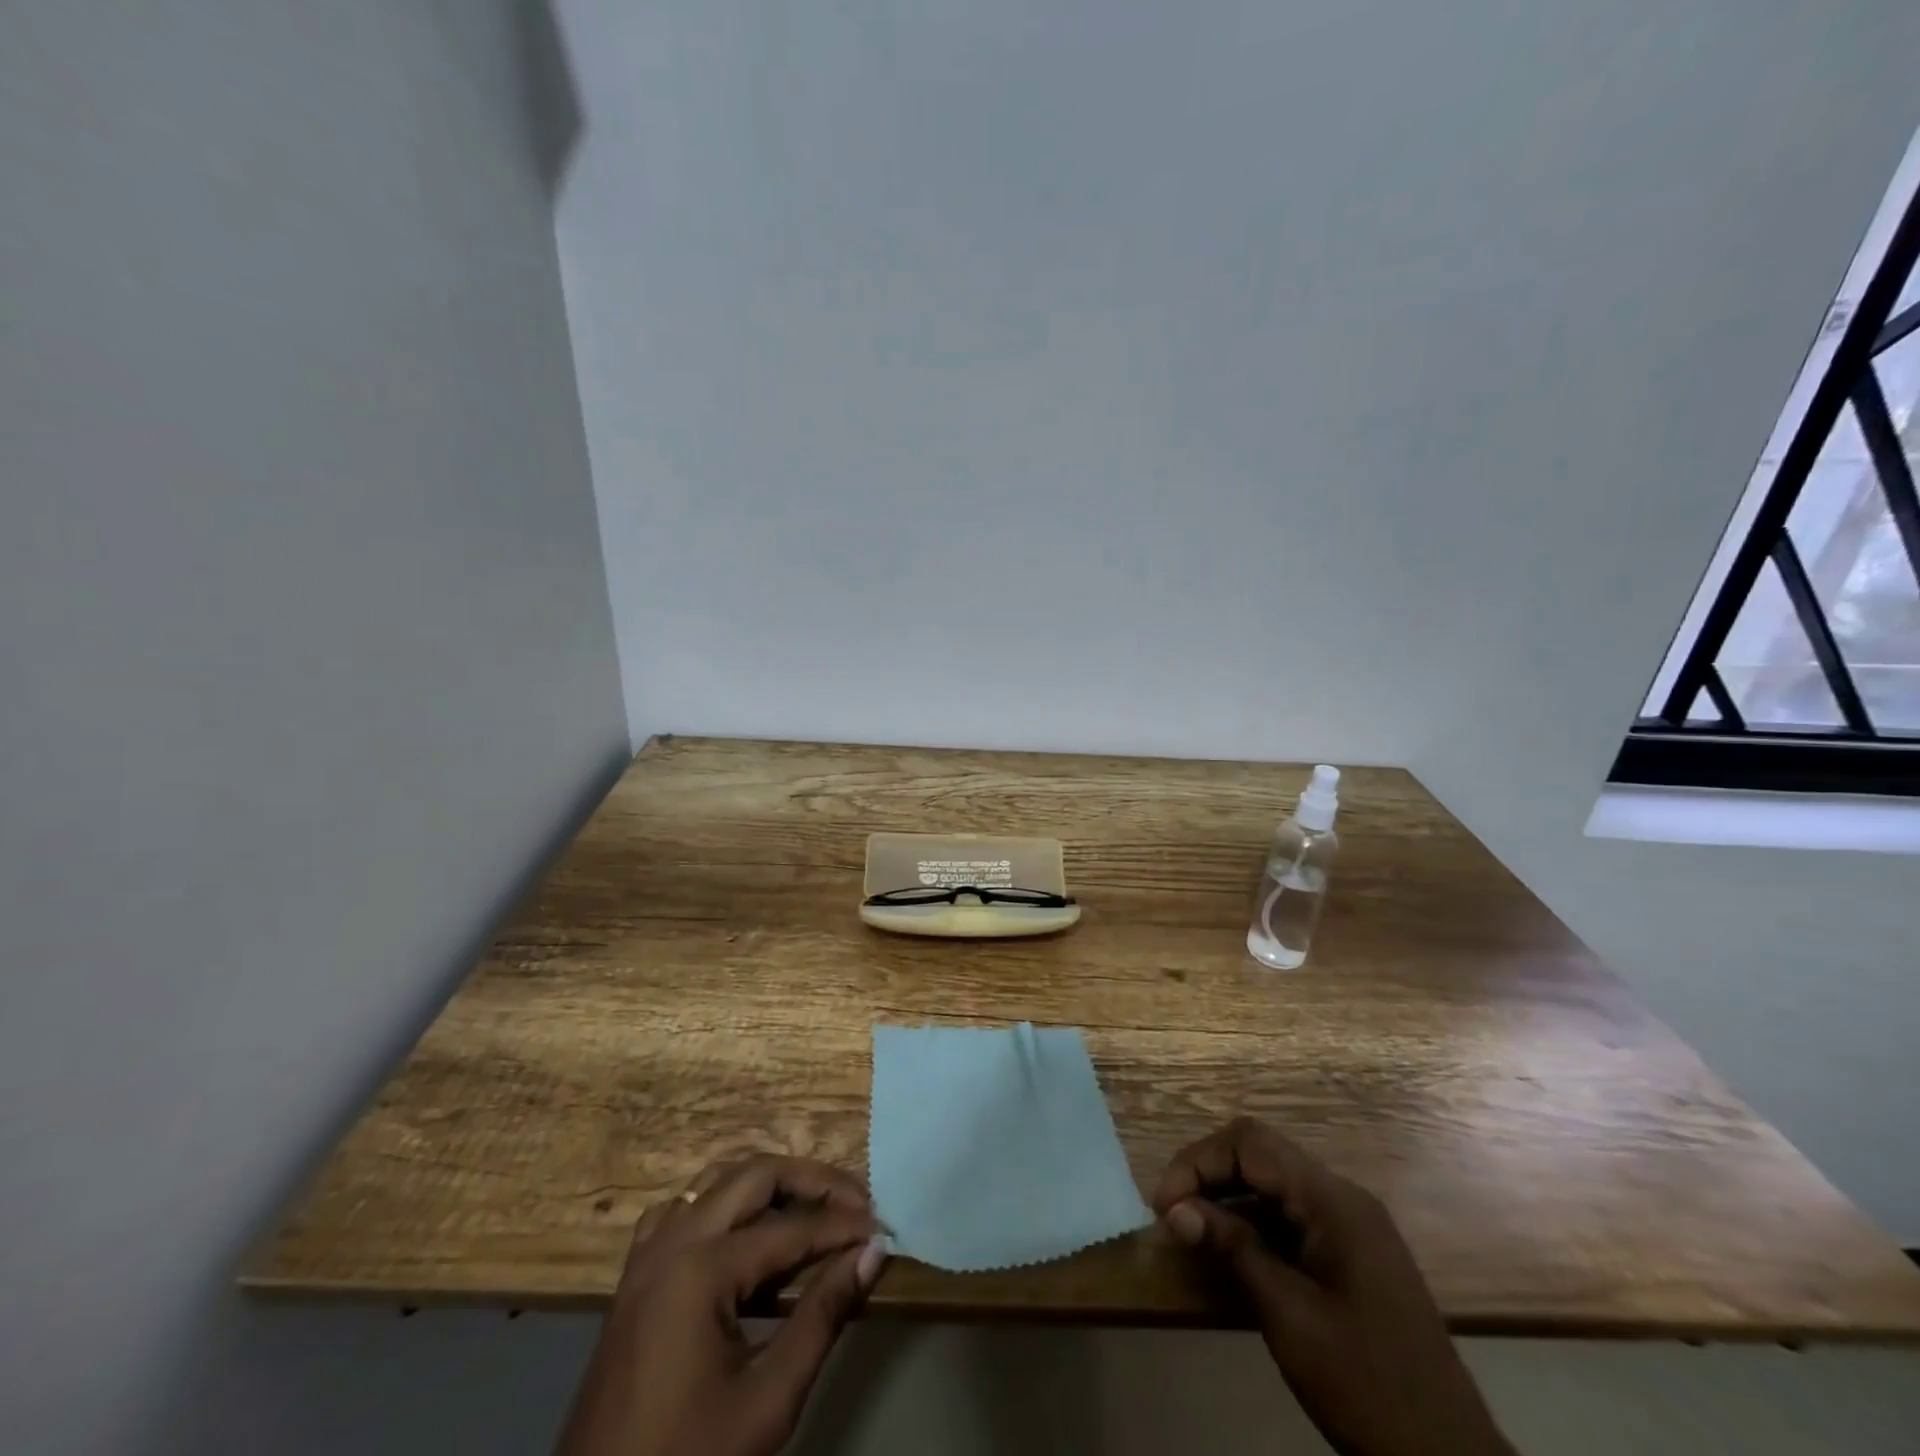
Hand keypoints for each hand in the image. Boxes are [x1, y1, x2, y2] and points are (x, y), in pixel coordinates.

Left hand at [555, 1156, 887, 1455]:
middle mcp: (673, 1241)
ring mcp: (648, 1255)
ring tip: (813, 1209)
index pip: (792, 1227)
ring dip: (770, 1186)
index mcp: (702, 1268)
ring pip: (718, 1183)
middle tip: (856, 1203)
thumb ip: (823, 1316)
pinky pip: (685, 1211)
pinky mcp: (635, 1277)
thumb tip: (872, 1252)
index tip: (885, 1227)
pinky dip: (725, 1206)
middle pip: (755, 1175)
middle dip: (811, 1181)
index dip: (843, 1226)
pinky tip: (745, 1234)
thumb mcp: (767, 1401)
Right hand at [1153, 1119, 1511, 1455]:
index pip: (1250, 1143)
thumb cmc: (1366, 1387)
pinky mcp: (1351, 1252)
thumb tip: (1175, 1209)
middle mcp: (1343, 1197)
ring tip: (1190, 1228)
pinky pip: (1290, 1213)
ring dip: (1227, 1195)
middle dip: (1208, 1173)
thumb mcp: (1289, 1317)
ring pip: (1273, 1181)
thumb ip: (1233, 1250)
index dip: (1198, 1161)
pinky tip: (1229, 1249)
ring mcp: (1351, 1224)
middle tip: (1171, 1213)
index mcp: (1334, 1201)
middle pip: (1260, 1153)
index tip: (1164, 1204)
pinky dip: (1252, 1220)